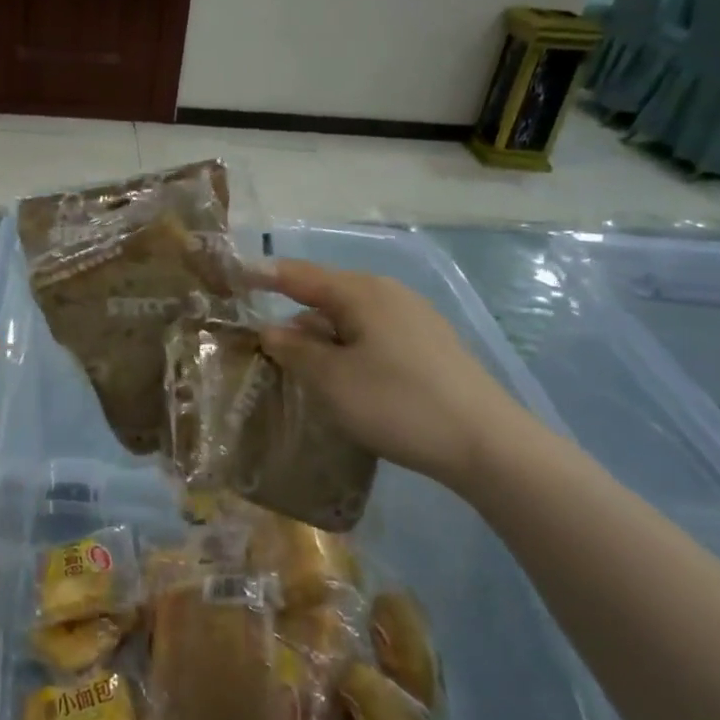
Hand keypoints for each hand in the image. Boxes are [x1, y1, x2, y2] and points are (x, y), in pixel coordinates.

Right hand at [255, 259, 526, 491]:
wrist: (487, 444)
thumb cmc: (398, 404)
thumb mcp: (331, 380)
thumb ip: (294, 350)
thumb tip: (269, 330)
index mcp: (362, 293)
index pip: (299, 275)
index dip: (263, 275)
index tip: (233, 275)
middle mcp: (389, 295)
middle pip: (326, 296)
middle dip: (292, 316)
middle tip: (260, 341)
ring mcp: (414, 319)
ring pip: (350, 320)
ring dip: (320, 339)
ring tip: (298, 368)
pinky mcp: (429, 346)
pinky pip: (372, 336)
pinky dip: (346, 350)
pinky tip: (342, 379)